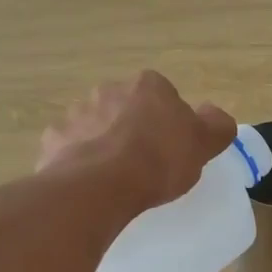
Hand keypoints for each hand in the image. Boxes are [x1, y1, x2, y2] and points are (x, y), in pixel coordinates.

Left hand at [38, 72, 236, 214]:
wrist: (102, 185)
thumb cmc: (159, 160)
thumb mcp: (204, 143)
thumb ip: (216, 125)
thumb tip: (217, 116)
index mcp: (148, 86)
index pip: (162, 95)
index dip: (169, 120)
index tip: (172, 147)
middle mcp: (109, 90)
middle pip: (125, 107)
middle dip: (132, 127)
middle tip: (145, 162)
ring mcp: (77, 113)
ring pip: (94, 125)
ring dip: (102, 142)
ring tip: (115, 177)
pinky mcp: (54, 140)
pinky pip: (69, 148)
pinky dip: (77, 160)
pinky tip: (89, 183)